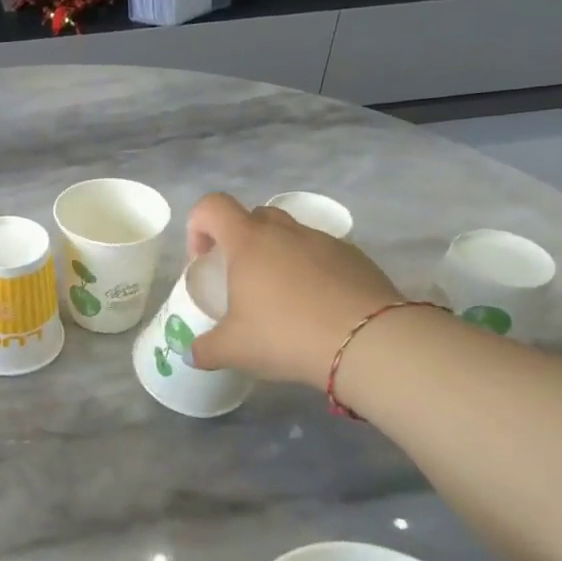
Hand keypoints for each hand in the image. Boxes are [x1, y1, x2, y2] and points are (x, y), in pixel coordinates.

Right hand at [185, 194, 402, 385]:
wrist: (368, 343)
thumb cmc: (286, 335)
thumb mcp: (234, 349)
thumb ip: (205, 349)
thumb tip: (193, 353)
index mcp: (249, 242)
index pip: (213, 206)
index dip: (199, 226)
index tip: (203, 260)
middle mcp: (286, 232)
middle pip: (254, 216)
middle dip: (240, 240)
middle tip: (240, 279)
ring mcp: (325, 241)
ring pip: (291, 234)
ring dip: (278, 256)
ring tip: (281, 298)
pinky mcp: (356, 257)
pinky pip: (322, 254)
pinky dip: (311, 271)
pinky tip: (316, 307)